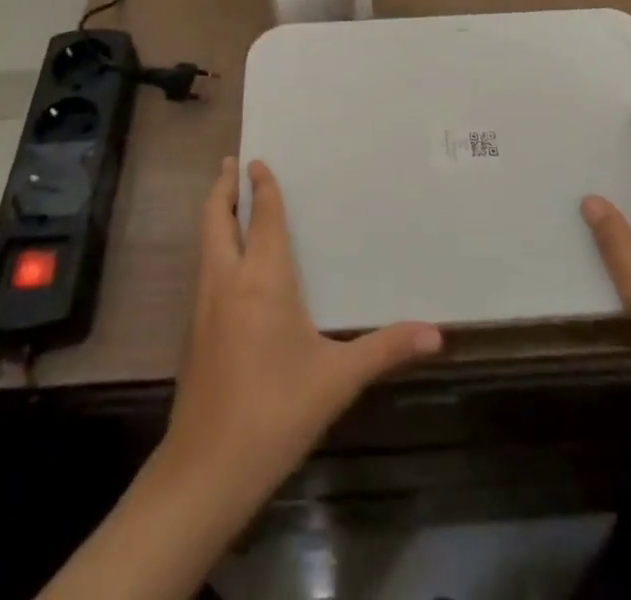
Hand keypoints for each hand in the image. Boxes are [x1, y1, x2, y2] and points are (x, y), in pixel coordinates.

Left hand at [160, 157, 442, 508]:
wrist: (206, 472)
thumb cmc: (276, 413)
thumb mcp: (337, 380)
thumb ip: (386, 349)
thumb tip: (438, 334)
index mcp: (262, 279)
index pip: (262, 217)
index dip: (261, 187)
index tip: (257, 159)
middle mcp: (227, 280)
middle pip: (216, 219)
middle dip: (223, 188)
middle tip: (232, 162)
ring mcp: (203, 306)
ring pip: (205, 243)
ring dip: (215, 215)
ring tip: (227, 200)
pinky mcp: (192, 332)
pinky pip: (203, 270)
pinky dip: (212, 247)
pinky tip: (228, 263)